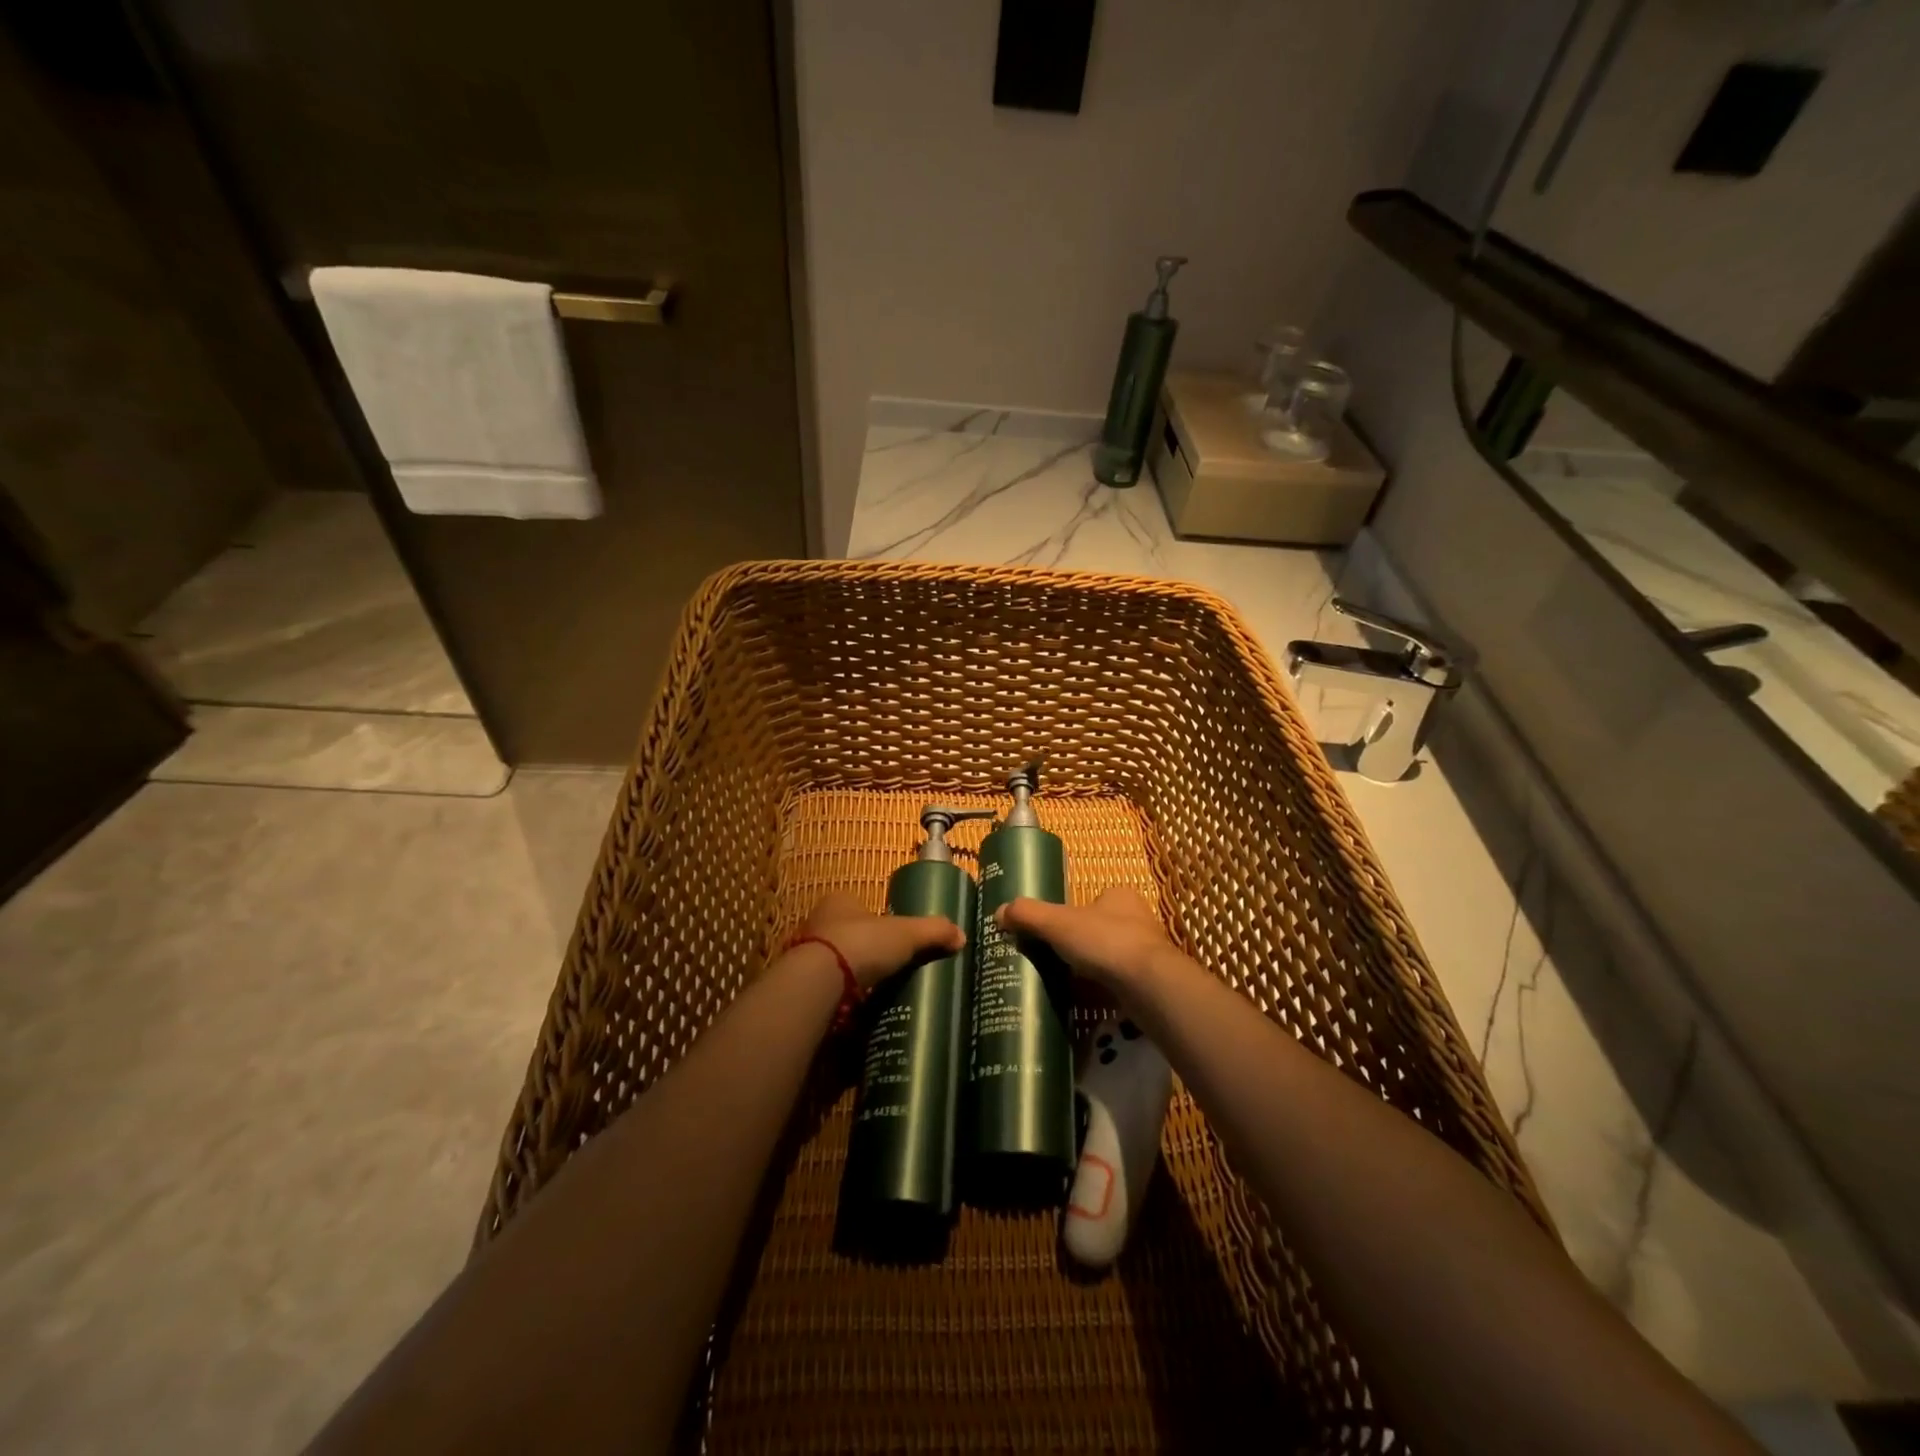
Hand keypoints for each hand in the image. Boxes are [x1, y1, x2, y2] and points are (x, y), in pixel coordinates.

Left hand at [793, 891, 965, 991]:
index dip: (878, 920)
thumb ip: (933, 931)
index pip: (861, 906)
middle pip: (848, 935)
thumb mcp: (906, 933)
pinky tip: (860, 1011)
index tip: (896, 939)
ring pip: (836, 964)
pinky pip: (827, 990)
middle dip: (867, 951)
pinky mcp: (803, 986)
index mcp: (840, 902)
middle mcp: (818, 923)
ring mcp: (806, 956)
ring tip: (879, 994)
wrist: (818, 983)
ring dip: (853, 977)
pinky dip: (841, 1000)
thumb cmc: (862, 943)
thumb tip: (961, 936)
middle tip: (891, 968)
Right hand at [995, 886, 1195, 1004]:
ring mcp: (1148, 953)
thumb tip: (999, 912)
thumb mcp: (1058, 923)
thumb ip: (1028, 915)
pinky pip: (1121, 983)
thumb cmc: (1105, 942)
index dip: (1073, 914)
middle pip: (1102, 928)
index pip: (1093, 900)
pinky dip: (1105, 991)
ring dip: (1094, 969)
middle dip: (1082, 944)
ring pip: (1112, 957)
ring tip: (1067, 984)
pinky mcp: (1151, 983)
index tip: (1055, 933)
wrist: (1149, 986)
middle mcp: (1139, 920)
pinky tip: (1087, 1003)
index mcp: (1120, 896)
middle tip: (1056, 960)